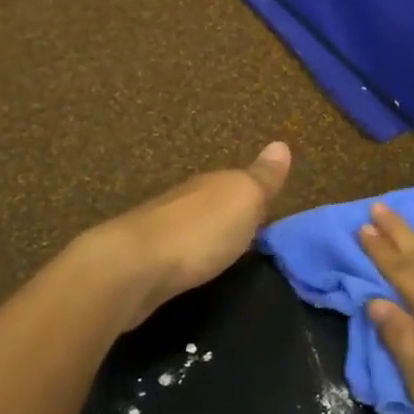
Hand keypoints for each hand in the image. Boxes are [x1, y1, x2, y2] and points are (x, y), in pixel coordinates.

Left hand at [77, 142, 291, 330]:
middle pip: (212, 203)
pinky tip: (191, 267)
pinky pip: (175, 253)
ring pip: (191, 227)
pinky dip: (186, 257)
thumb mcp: (243, 200)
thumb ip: (262, 178)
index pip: (238, 182)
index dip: (254, 195)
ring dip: (204, 236)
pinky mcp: (143, 262)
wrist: (131, 268)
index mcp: (211, 184)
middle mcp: (184, 200)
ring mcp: (159, 230)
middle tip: (250, 234)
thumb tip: (281, 144)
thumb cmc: (198, 232)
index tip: (269, 211)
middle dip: (228, 215)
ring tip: (223, 253)